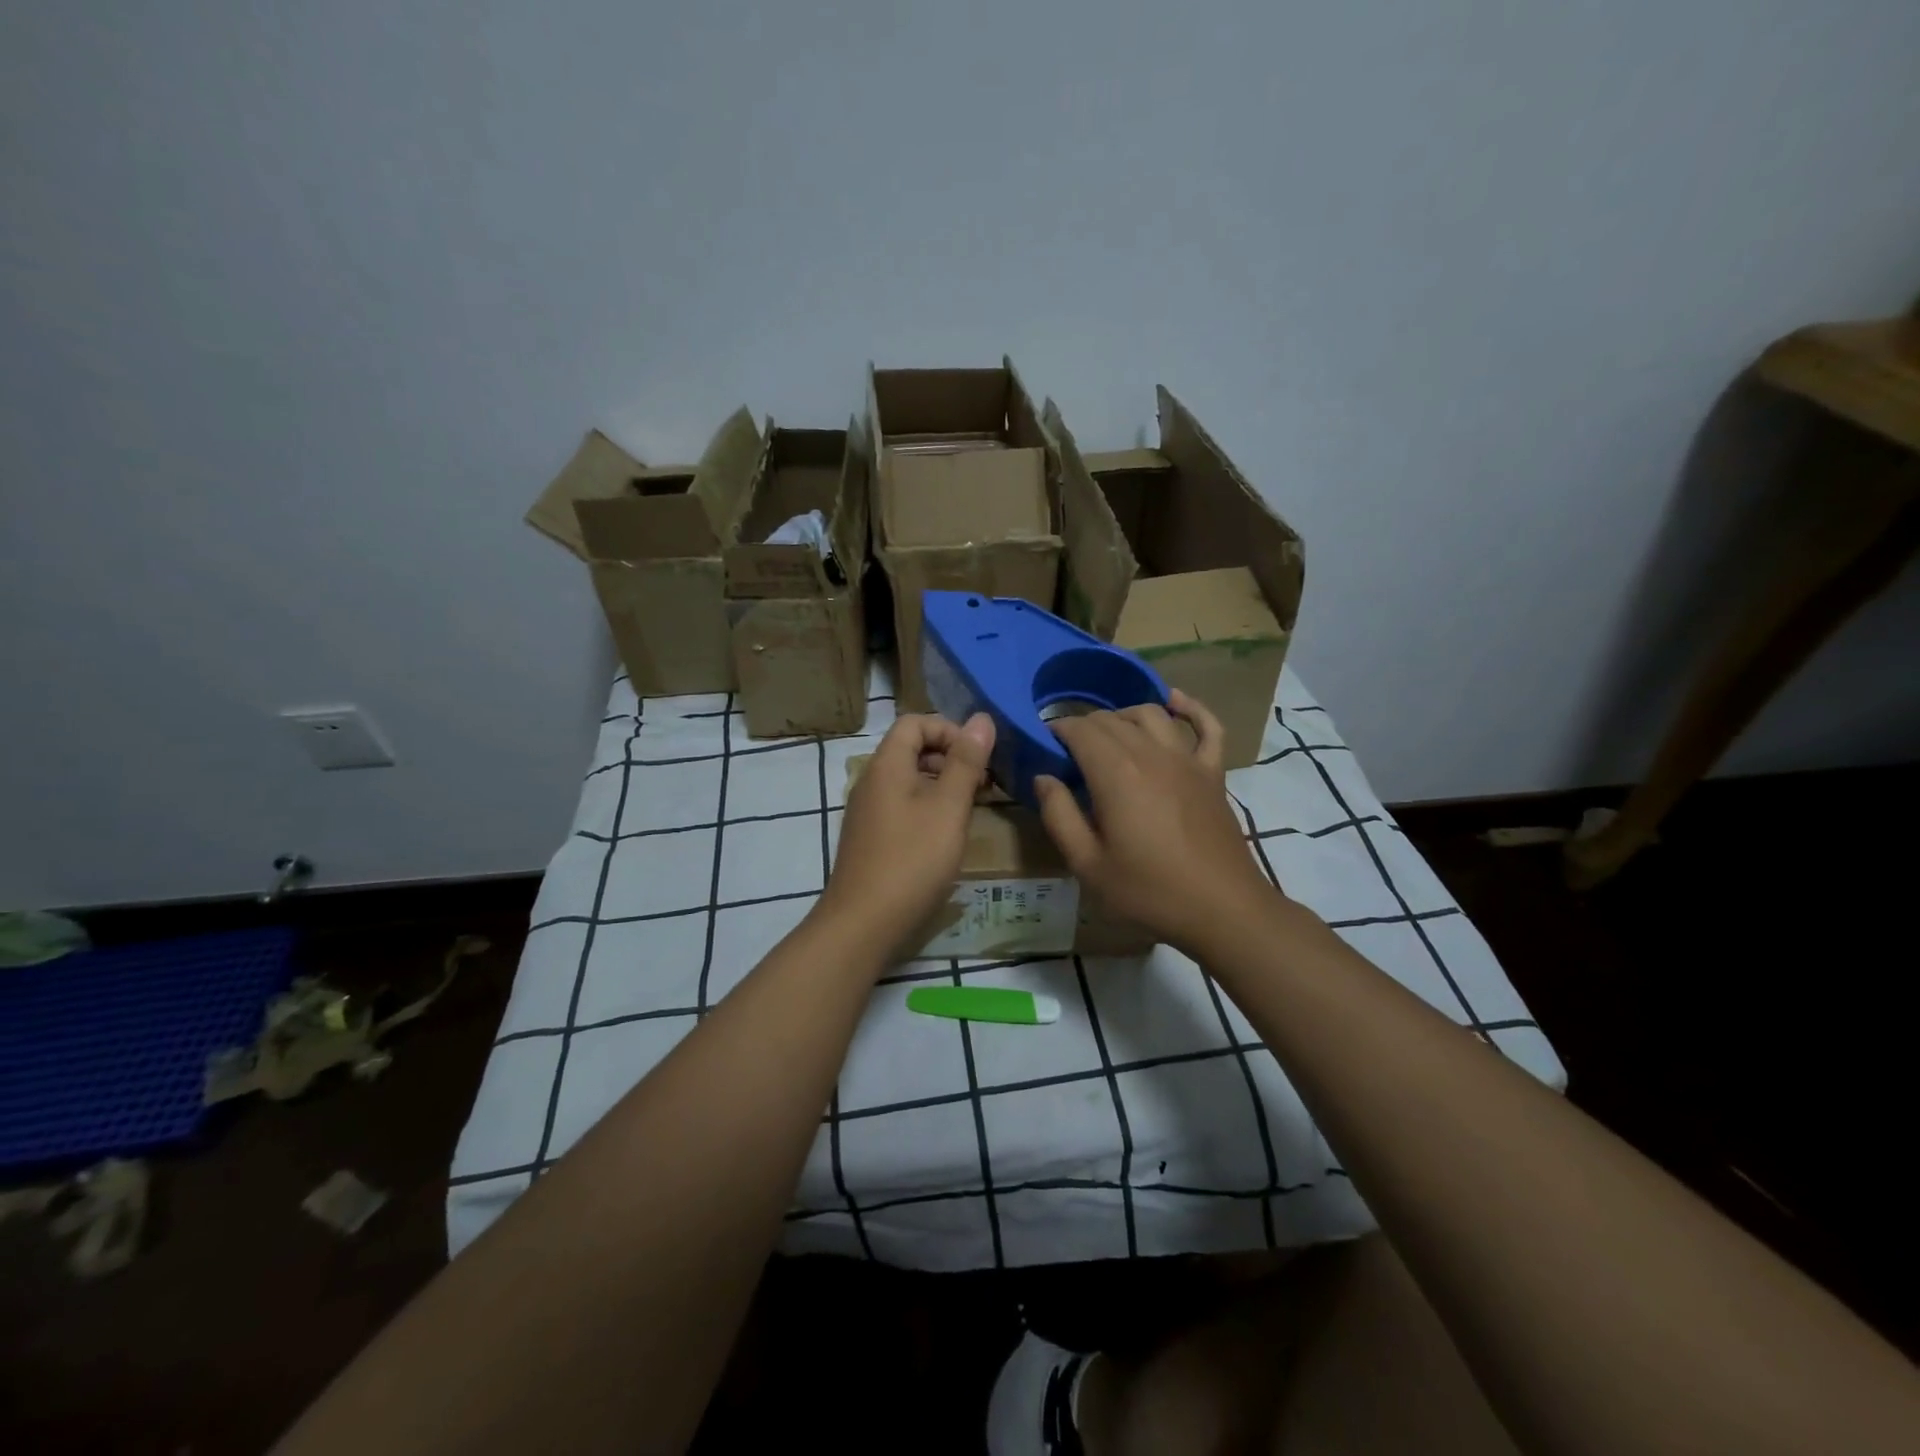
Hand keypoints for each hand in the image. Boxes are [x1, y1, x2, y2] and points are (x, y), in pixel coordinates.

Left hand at [818, 711, 995, 959]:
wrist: (863, 923)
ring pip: (909, 780)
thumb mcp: (948, 807)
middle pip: (911, 749)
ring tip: (972, 807)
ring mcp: (868, 811)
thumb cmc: (912, 859)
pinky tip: (947, 834)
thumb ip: (966, 761)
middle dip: (950, 757)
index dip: (949, 729)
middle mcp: (871, 781)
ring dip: (942, 784)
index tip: (979, 756)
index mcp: (886, 765)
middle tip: (983, 783)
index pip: (915, 722)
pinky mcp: (870, 837)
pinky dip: (928, 807)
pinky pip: (902, 805)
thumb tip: (982, 718)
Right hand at [1034, 690, 1277, 956]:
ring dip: (1124, 715)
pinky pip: (1207, 726)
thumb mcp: (1087, 864)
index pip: (1080, 730)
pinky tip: (1175, 701)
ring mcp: (1187, 760)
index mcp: (1116, 774)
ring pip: (1151, 714)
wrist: (1222, 910)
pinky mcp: (1213, 772)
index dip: (1057, 730)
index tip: (1044, 745)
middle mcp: (1151, 754)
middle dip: (1084, 726)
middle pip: (1111, 719)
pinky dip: (1191, 708)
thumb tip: (1043, 777)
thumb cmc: (1149, 891)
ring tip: (1108, 734)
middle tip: (1069, 752)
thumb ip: (1059, 815)